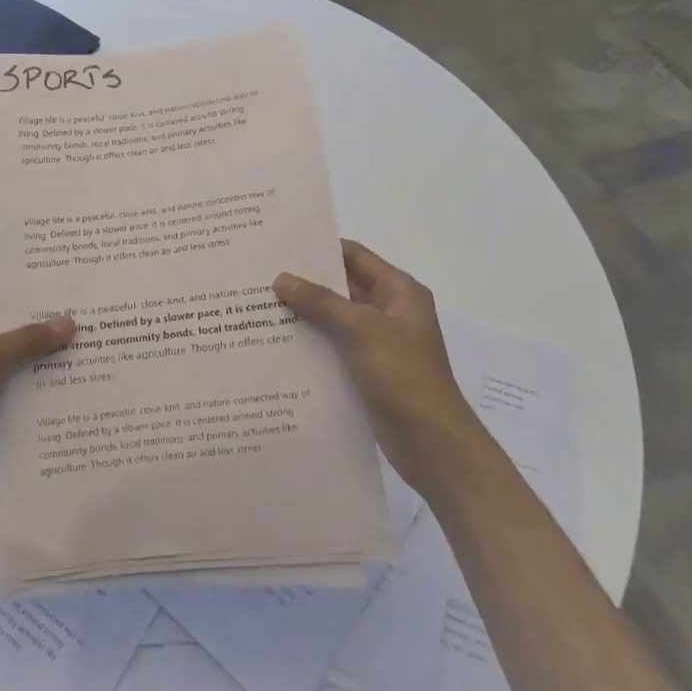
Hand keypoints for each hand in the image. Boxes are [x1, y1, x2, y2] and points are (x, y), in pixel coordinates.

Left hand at [0, 296, 75, 516]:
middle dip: (45, 332)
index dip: (34, 296)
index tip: (73, 293)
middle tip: (92, 325)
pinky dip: (31, 395)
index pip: (1, 299)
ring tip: (87, 357)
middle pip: (10, 332)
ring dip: (41, 365)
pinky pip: (9, 395)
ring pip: (12, 365)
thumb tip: (69, 320)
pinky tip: (65, 395)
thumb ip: (27, 339)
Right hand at [274, 239, 472, 485]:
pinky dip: (310, 341)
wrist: (432, 444)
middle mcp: (389, 311)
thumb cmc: (404, 375)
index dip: (320, 248)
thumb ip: (320, 302)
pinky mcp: (366, 369)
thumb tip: (280, 278)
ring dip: (304, 313)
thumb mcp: (362, 330)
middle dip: (304, 282)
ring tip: (259, 306)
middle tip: (260, 275)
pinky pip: (333, 345)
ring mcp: (378, 342)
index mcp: (399, 291)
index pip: (354, 256)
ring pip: (334, 318)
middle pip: (341, 286)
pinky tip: (277, 342)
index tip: (280, 245)